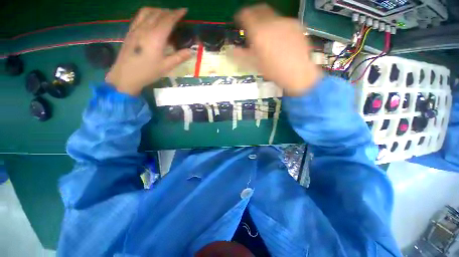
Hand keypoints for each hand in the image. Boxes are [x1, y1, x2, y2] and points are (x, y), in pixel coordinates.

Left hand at [106, 8, 191, 94]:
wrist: (126, 75)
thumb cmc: (148, 72)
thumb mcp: (166, 67)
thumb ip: (179, 57)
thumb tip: (191, 51)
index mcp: (156, 37)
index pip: (168, 20)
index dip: (177, 14)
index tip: (184, 10)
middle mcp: (145, 28)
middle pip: (158, 13)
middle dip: (169, 11)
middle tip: (177, 14)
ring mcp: (136, 28)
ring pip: (147, 12)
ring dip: (158, 10)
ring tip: (165, 14)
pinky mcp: (130, 31)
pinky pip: (139, 16)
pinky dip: (148, 13)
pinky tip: (151, 19)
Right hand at [232, 4, 321, 95]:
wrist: (298, 73)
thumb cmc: (273, 71)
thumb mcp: (254, 65)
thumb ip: (240, 56)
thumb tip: (229, 51)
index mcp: (259, 32)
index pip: (246, 15)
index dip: (240, 16)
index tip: (239, 20)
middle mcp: (271, 22)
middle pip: (259, 10)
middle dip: (253, 14)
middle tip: (251, 23)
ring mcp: (286, 22)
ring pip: (272, 16)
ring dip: (266, 21)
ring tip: (266, 34)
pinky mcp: (296, 25)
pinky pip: (283, 22)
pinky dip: (277, 26)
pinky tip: (280, 39)